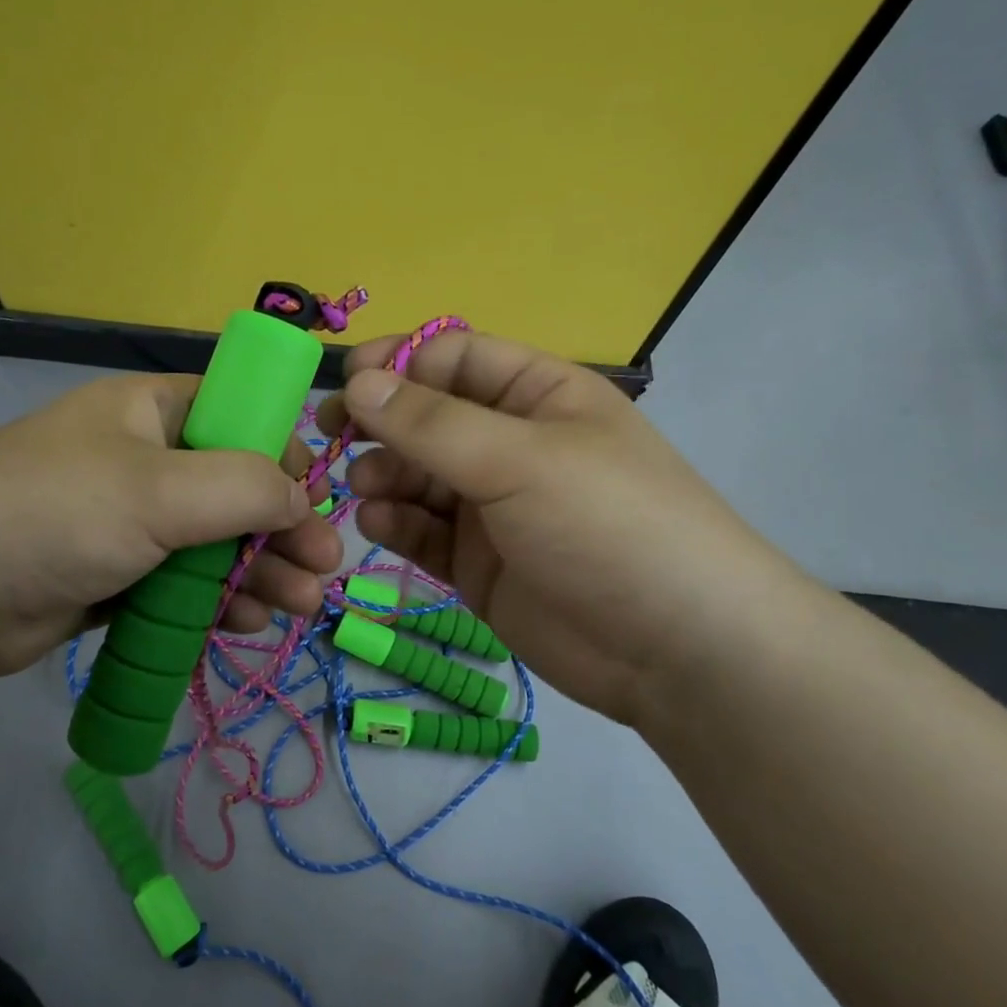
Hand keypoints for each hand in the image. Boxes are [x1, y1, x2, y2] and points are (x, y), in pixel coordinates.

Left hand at [0, 373, 342, 686]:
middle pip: (234, 487)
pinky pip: (182, 581)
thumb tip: (303, 497)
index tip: (315, 500)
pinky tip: (247, 622)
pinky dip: (217, 599)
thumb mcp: (160, 490)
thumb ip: (246, 486)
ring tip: (297, 606)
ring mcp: (127, 520)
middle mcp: (142, 458)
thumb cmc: (56, 514)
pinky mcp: (114, 574)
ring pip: (213, 541)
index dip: (282, 454)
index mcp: (150, 411)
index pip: (238, 416)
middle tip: (324, 569)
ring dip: (259, 570)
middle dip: (282, 528)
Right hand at [319, 330, 801, 725]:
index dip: (399, 364)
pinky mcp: (475, 561)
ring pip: (416, 474)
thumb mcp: (519, 459)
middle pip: (426, 416)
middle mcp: (509, 443)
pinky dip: (395, 522)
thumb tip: (357, 381)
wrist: (675, 649)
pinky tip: (381, 524)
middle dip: (380, 423)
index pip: (453, 357)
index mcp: (536, 394)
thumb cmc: (606, 524)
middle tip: (331, 435)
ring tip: (369, 489)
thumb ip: (431, 422)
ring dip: (383, 474)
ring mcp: (491, 505)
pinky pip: (421, 529)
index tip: (349, 383)